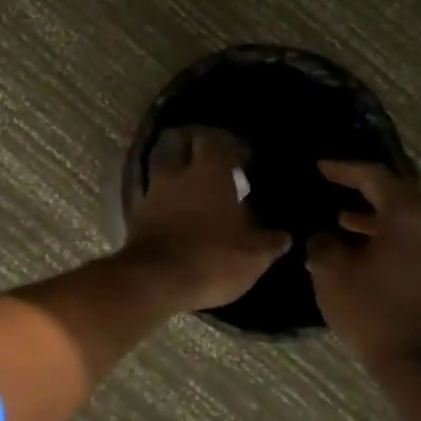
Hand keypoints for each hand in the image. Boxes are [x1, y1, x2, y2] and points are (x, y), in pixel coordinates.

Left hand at [120, 128, 289, 313]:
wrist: (156, 281)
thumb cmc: (213, 257)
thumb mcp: (254, 255)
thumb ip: (270, 241)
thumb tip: (285, 236)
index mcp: (208, 171)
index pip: (212, 140)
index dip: (225, 145)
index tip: (238, 158)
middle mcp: (177, 174)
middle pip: (181, 149)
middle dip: (194, 154)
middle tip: (212, 170)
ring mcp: (152, 194)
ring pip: (164, 175)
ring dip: (177, 182)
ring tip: (193, 197)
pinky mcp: (136, 217)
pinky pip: (152, 202)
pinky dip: (163, 207)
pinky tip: (175, 220)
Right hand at [306, 161, 420, 376]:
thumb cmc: (373, 313)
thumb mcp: (332, 273)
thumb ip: (324, 242)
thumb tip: (325, 235)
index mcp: (410, 215)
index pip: (375, 176)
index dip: (344, 169)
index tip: (321, 167)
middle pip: (399, 192)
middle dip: (365, 190)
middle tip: (335, 187)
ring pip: (410, 218)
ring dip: (378, 216)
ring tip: (343, 220)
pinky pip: (419, 239)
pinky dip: (393, 235)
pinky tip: (367, 250)